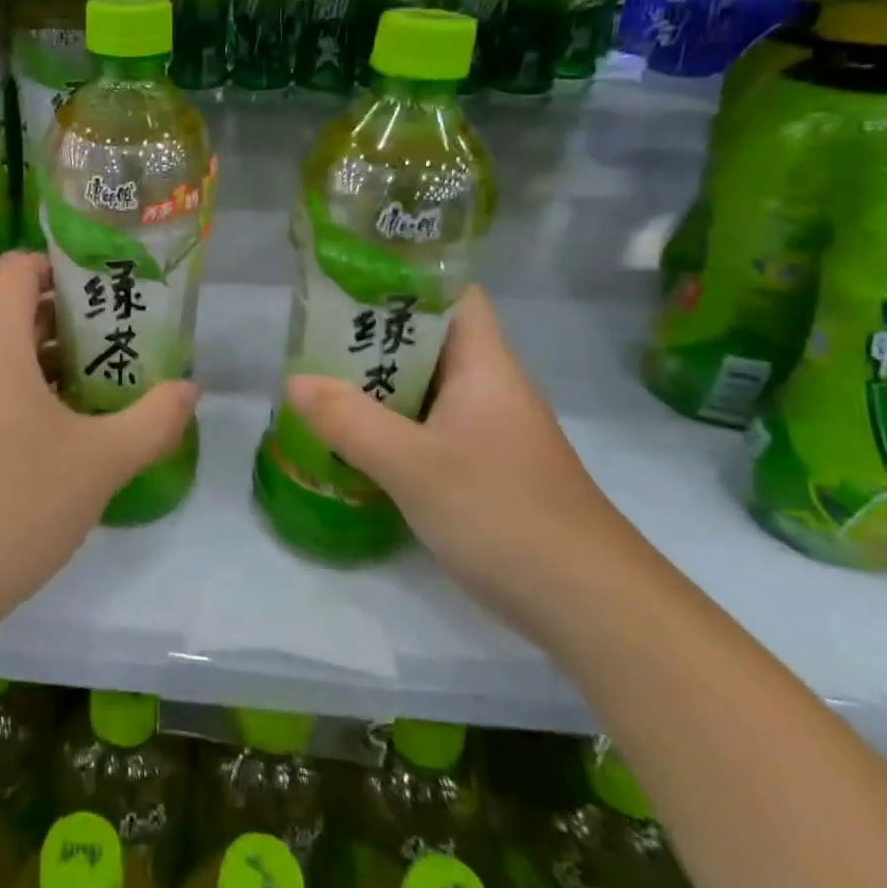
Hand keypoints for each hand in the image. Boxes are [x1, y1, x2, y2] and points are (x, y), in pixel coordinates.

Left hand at [0, 251, 199, 639]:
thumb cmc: (13, 506)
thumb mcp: (100, 463)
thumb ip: (153, 420)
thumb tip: (190, 389)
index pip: (18, 267)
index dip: (63, 264)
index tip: (110, 285)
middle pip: (19, 310)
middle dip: (77, 317)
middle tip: (131, 337)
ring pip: (8, 354)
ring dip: (58, 359)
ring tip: (113, 381)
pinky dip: (32, 391)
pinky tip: (73, 428)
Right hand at [284, 287, 667, 647]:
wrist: (593, 608)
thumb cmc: (505, 515)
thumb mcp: (414, 466)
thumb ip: (350, 420)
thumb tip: (293, 380)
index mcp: (485, 366)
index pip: (454, 294)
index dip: (406, 278)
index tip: (348, 281)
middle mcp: (491, 389)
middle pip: (431, 340)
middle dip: (374, 335)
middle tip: (314, 336)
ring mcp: (492, 432)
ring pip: (427, 388)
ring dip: (380, 384)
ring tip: (321, 381)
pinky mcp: (487, 471)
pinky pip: (431, 429)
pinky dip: (394, 425)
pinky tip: (356, 440)